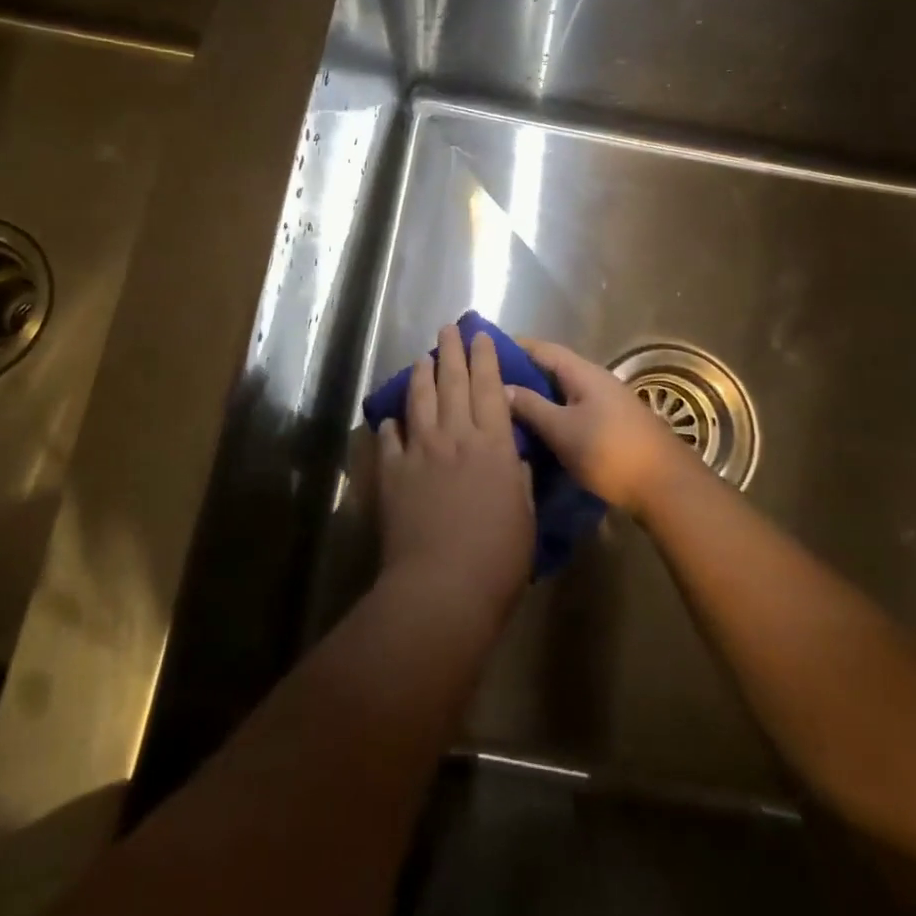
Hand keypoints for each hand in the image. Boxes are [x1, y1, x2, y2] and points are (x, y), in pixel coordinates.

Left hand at [378, 325, 534, 630]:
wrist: (442, 587)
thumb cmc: (497, 558)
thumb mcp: (525, 517)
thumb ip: (519, 481)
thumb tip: (513, 459)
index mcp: (492, 445)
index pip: (490, 389)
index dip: (486, 358)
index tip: (481, 335)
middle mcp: (455, 436)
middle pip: (453, 382)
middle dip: (452, 351)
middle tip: (449, 328)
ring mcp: (420, 451)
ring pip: (420, 399)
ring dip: (422, 374)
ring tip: (423, 358)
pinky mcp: (392, 472)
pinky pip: (390, 437)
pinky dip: (392, 423)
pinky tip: (392, 417)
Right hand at [505, 339, 701, 516]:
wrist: (665, 485)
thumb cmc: (609, 452)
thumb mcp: (562, 430)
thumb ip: (531, 406)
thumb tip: (501, 386)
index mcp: (582, 372)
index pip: (542, 348)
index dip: (513, 346)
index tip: (484, 348)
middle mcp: (595, 380)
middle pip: (552, 368)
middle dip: (522, 373)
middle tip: (488, 383)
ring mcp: (607, 402)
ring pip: (563, 391)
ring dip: (537, 396)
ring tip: (506, 407)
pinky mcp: (612, 425)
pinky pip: (573, 409)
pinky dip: (553, 413)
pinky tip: (538, 429)